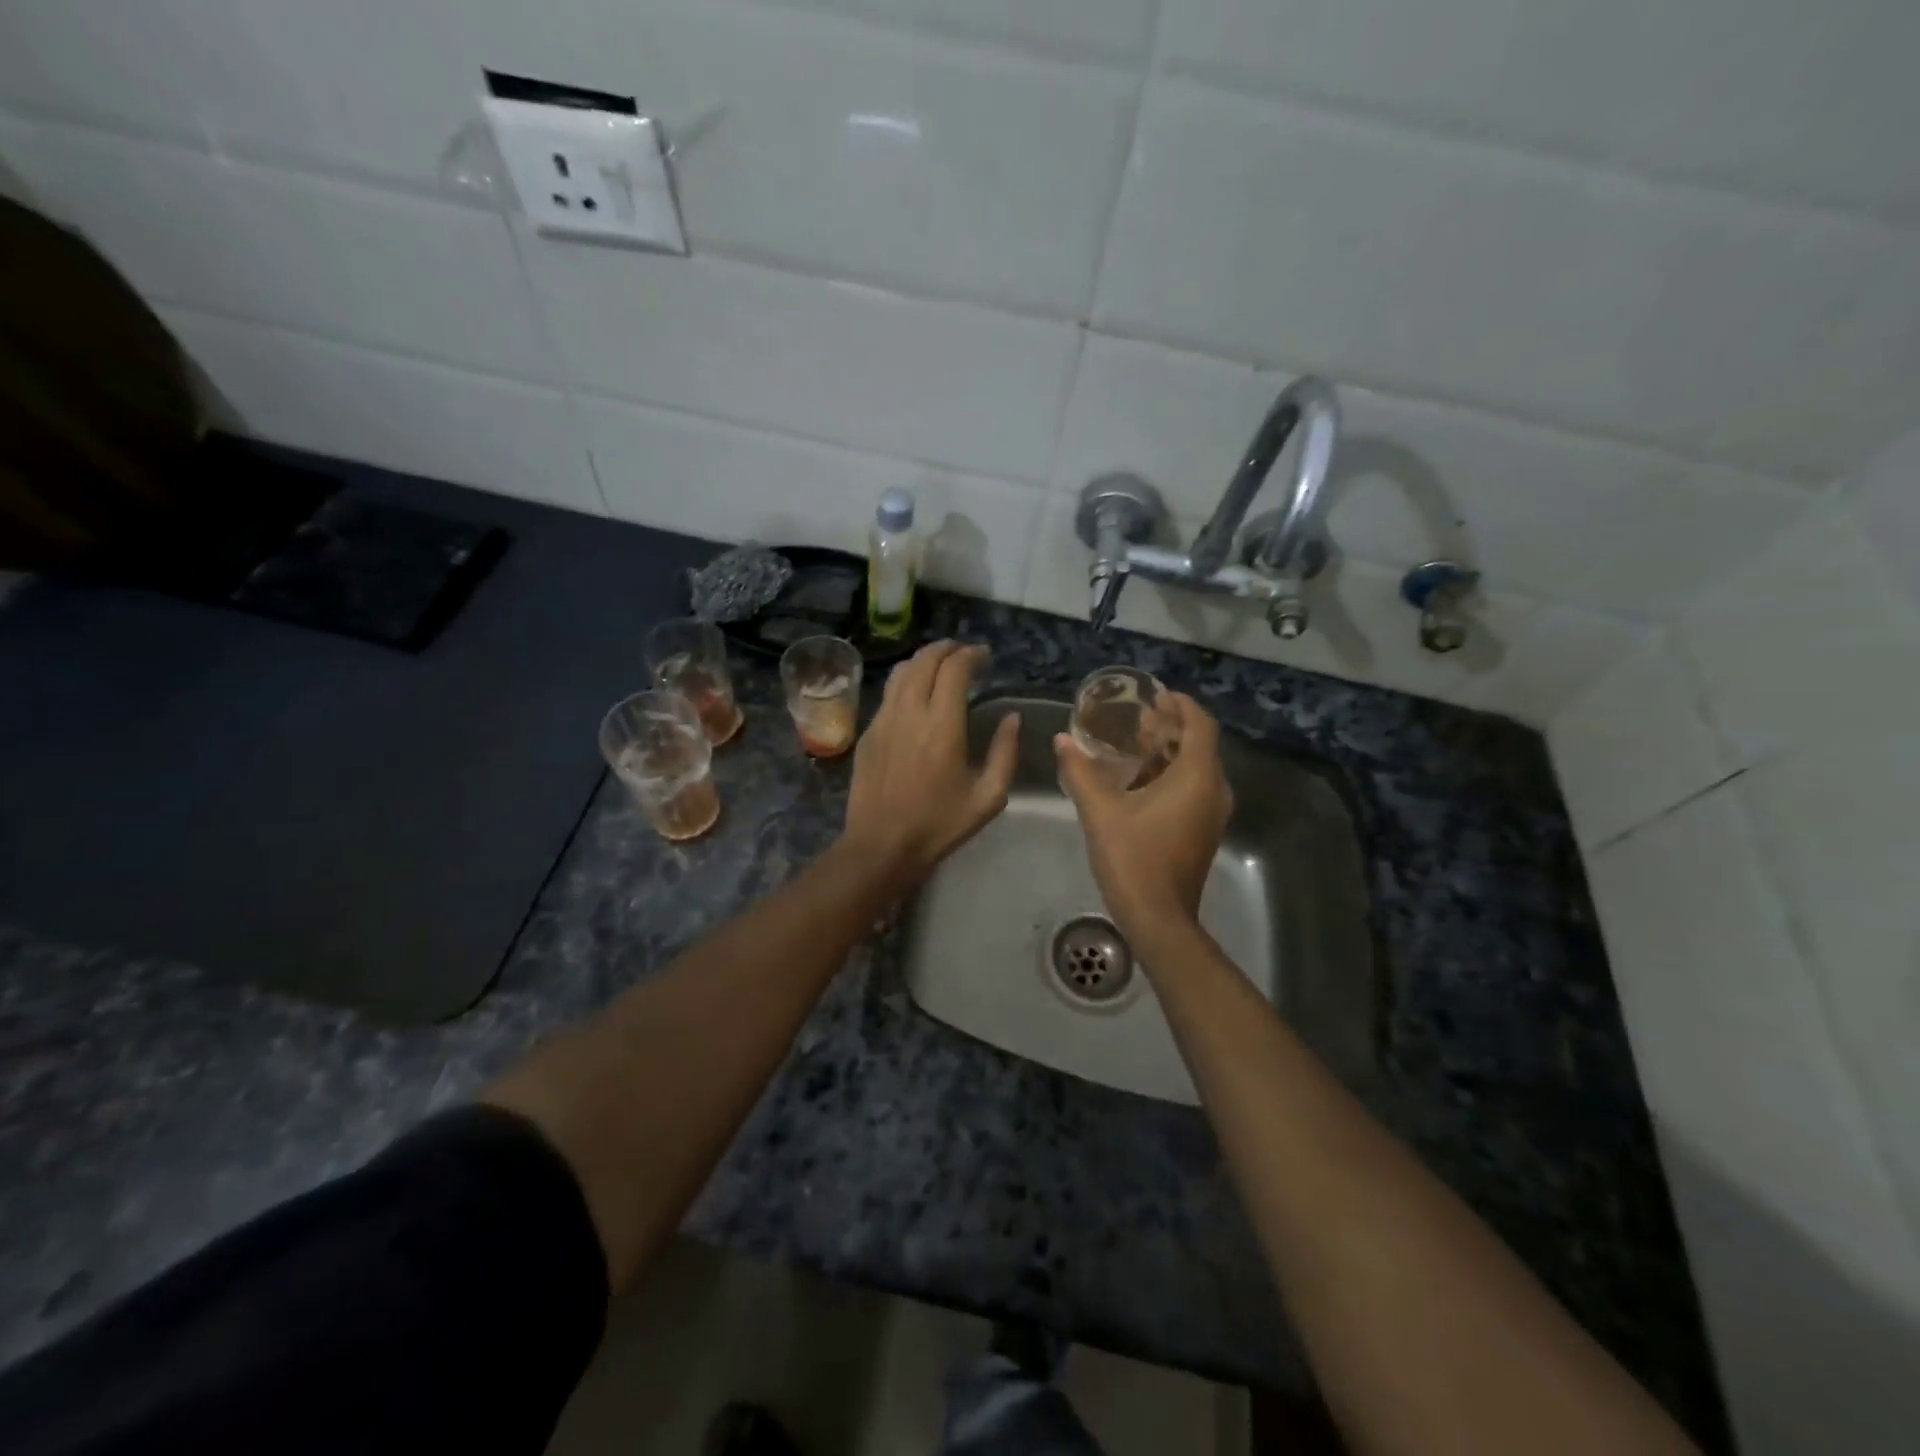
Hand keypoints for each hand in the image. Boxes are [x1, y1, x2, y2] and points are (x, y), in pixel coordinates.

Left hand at [842, 641, 1018, 884]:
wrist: (881, 845)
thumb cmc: (939, 824)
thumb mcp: (988, 797)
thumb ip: (1004, 752)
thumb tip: (1012, 718)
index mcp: (943, 724)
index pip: (955, 668)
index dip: (972, 654)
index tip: (985, 656)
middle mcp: (910, 712)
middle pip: (924, 660)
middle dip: (947, 649)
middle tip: (965, 654)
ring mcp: (883, 719)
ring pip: (901, 671)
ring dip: (923, 661)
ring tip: (940, 667)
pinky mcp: (868, 732)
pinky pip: (888, 693)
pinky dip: (906, 682)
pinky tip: (916, 696)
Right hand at [1055, 692, 1232, 942]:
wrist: (1158, 919)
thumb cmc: (1133, 859)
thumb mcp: (1100, 812)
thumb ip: (1080, 772)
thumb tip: (1062, 740)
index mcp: (1197, 777)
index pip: (1200, 724)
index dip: (1181, 705)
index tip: (1156, 695)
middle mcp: (1214, 790)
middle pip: (1199, 744)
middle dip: (1171, 727)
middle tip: (1138, 718)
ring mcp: (1211, 813)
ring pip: (1196, 768)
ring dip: (1169, 752)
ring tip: (1134, 743)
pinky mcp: (1203, 831)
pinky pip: (1193, 789)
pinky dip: (1171, 775)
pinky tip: (1138, 780)